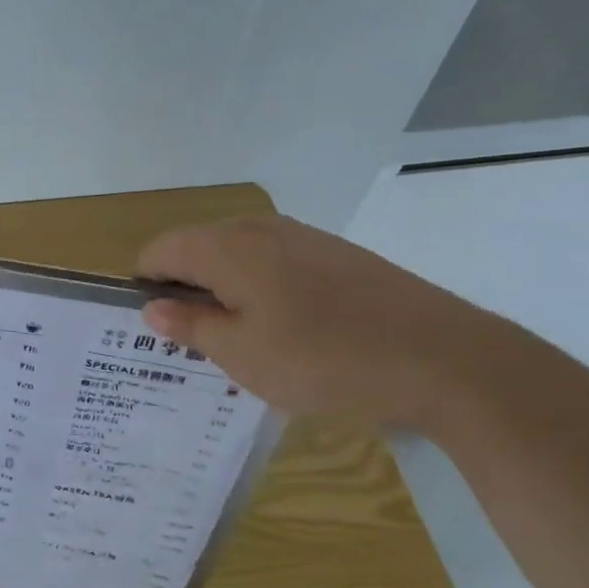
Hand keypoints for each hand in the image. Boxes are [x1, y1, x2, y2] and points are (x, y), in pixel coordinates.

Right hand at [135, 214, 500, 427]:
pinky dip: (258, 289)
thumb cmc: (325, 359)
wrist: (444, 358)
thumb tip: (152, 306)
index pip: (160, 249)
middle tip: (190, 342)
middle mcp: (260, 229)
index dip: (144, 284)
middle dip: (182, 288)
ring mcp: (303, 237)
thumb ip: (190, 325)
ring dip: (221, 290)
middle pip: (196, 247)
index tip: (153, 328)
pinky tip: (283, 330)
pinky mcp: (335, 254)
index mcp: (228, 247)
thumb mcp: (243, 354)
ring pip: (236, 255)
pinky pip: (273, 262)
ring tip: (236, 340)